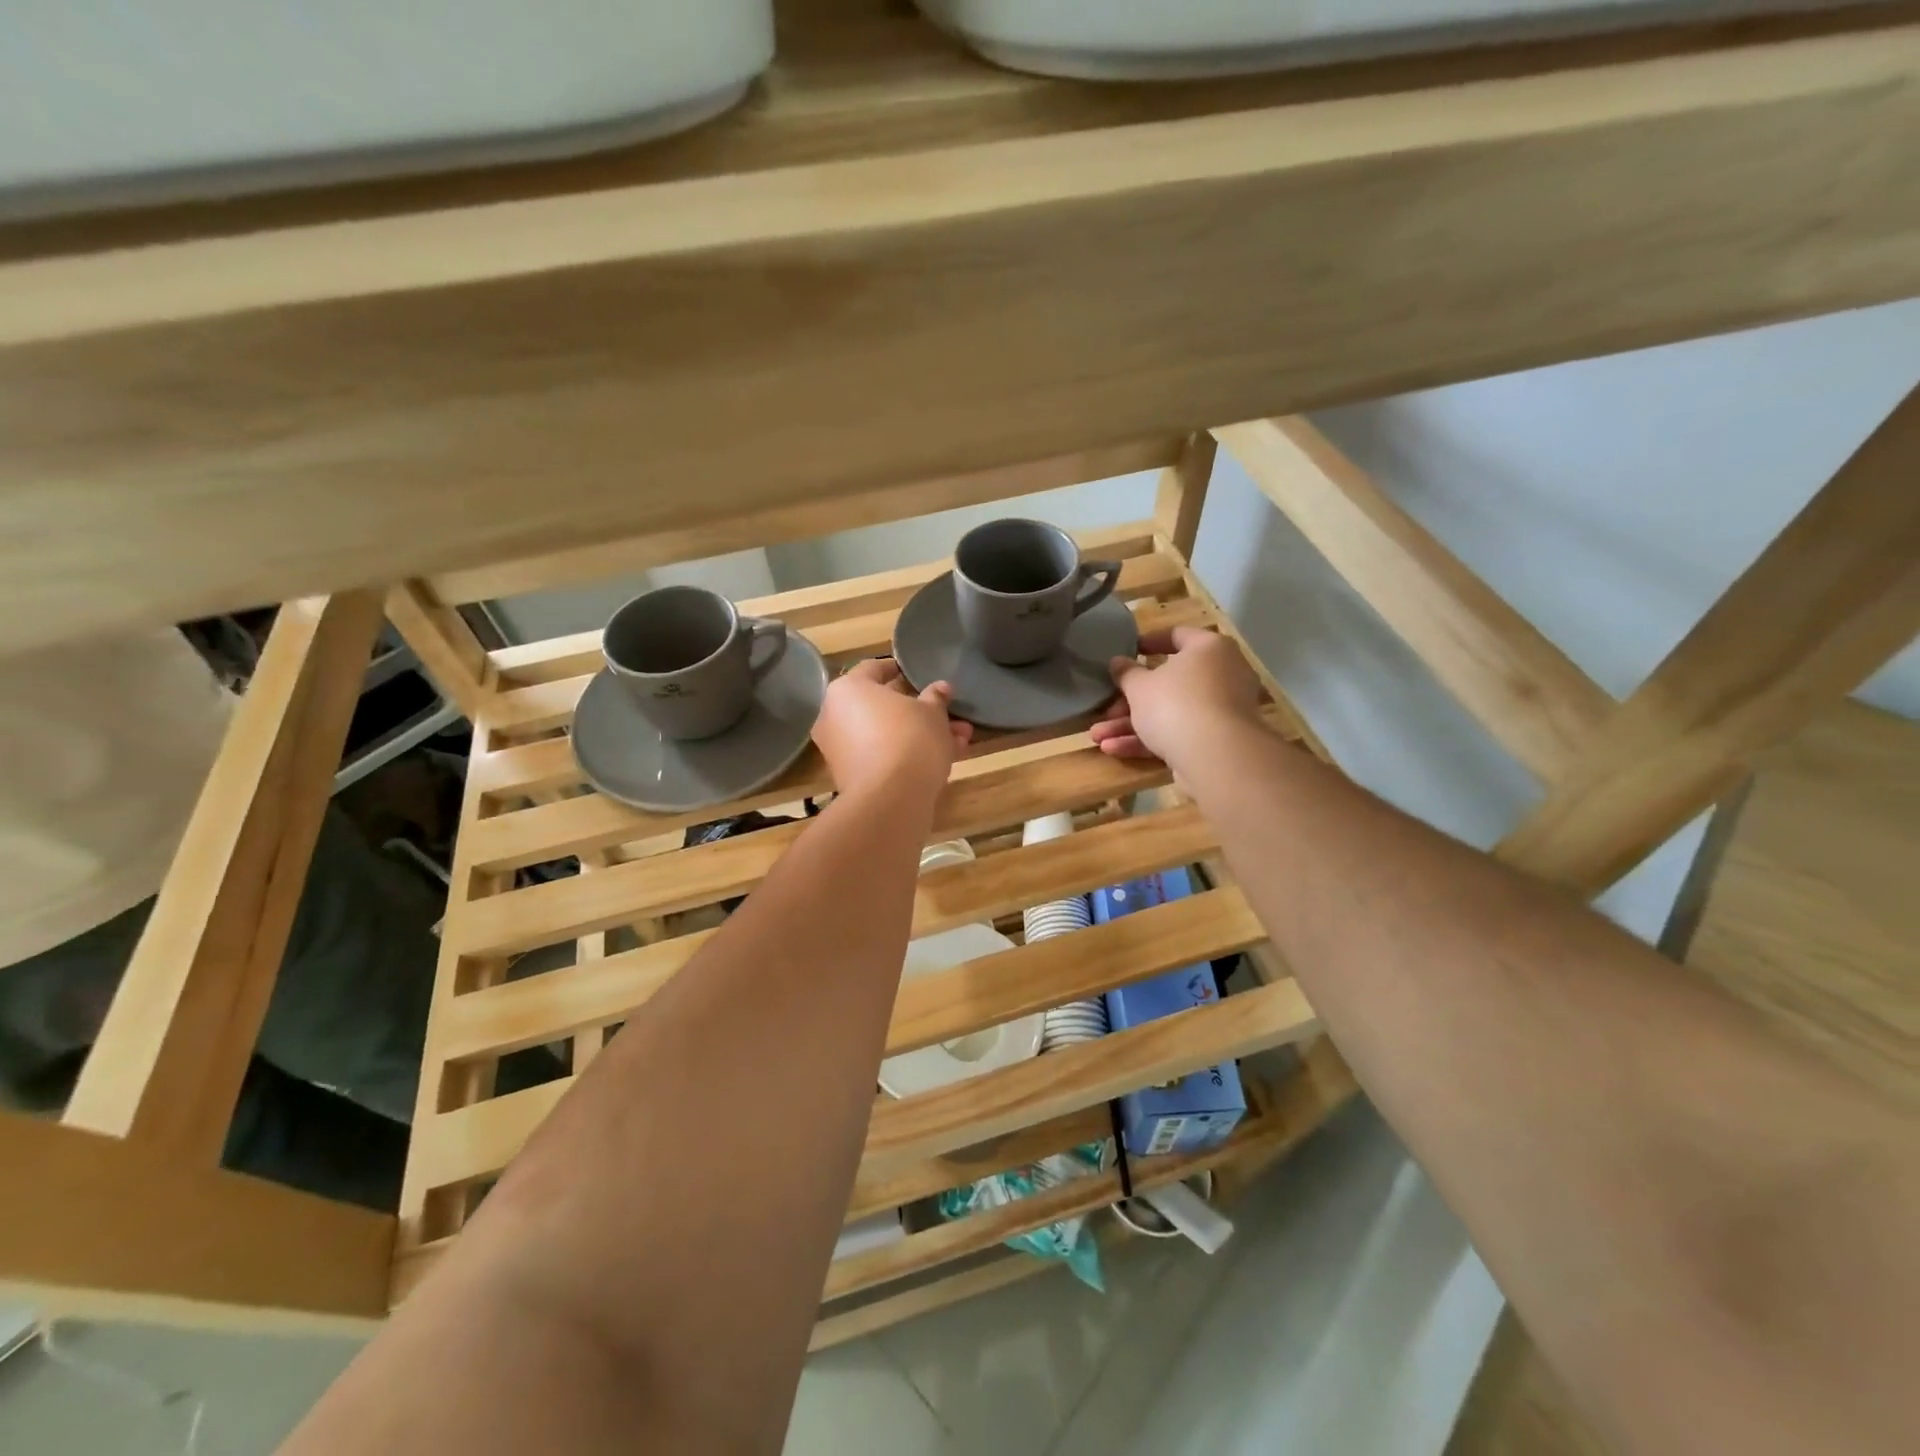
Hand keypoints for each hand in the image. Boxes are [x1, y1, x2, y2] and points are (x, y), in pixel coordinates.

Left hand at [812, 658, 971, 800]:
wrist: (891, 798)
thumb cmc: (910, 738)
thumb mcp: (932, 712)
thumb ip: (936, 697)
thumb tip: (940, 688)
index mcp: (847, 689)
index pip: (874, 668)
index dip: (902, 670)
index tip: (922, 675)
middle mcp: (835, 716)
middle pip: (884, 706)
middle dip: (922, 710)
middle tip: (951, 712)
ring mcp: (841, 749)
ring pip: (888, 734)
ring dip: (924, 734)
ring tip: (961, 739)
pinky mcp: (852, 777)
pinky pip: (884, 756)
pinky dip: (910, 755)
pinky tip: (947, 758)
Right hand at [1090, 626, 1261, 766]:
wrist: (1215, 757)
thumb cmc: (1175, 704)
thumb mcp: (1139, 686)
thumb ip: (1126, 673)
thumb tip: (1118, 662)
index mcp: (1208, 648)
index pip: (1177, 635)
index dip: (1149, 642)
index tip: (1126, 653)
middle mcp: (1222, 675)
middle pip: (1169, 683)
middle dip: (1130, 700)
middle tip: (1106, 709)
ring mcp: (1221, 711)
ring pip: (1170, 712)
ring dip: (1132, 725)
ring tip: (1098, 737)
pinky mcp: (1217, 740)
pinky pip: (1179, 733)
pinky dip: (1149, 740)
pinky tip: (1113, 749)